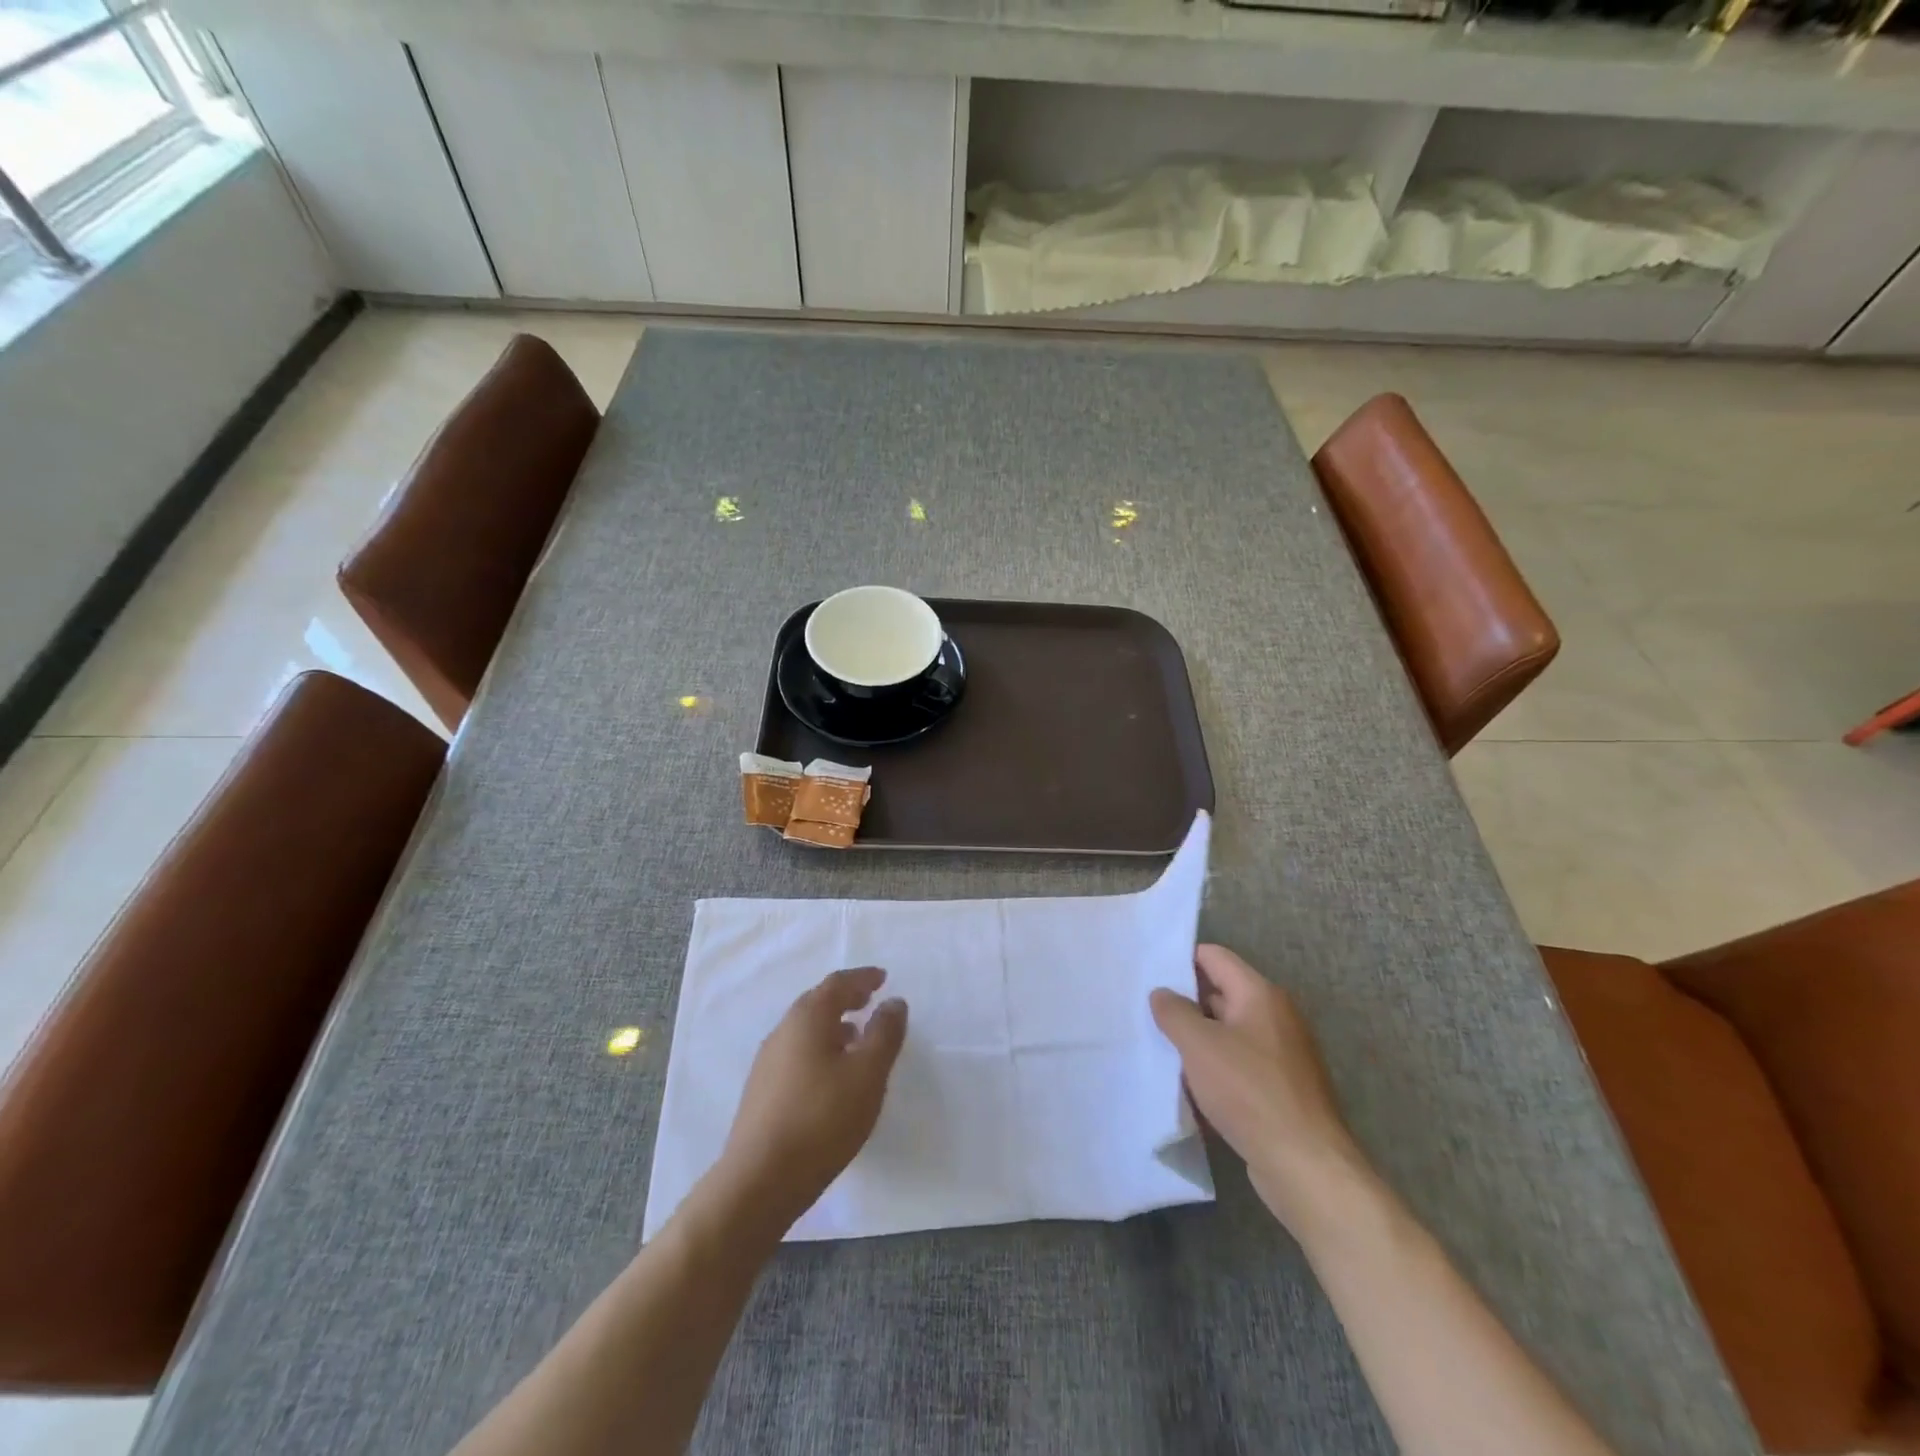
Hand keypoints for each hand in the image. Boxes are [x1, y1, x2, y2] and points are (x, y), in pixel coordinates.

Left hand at [718, 967, 907, 1227]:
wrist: (759, 1181)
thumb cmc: (822, 1119)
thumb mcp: (867, 1074)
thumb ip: (884, 1034)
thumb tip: (893, 1003)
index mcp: (808, 1019)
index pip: (837, 984)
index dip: (862, 978)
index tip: (883, 978)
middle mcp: (783, 1031)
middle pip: (817, 1003)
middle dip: (845, 999)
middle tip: (869, 1001)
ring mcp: (767, 1063)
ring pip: (805, 1031)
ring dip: (832, 1026)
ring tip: (856, 1039)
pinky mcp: (761, 1092)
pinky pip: (797, 1054)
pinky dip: (819, 1050)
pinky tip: (831, 1076)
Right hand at [1150, 944, 1369, 1233]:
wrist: (1305, 1166)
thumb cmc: (1249, 1091)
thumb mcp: (1199, 1045)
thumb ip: (1174, 1012)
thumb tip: (1162, 993)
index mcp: (1260, 995)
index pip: (1215, 957)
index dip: (1181, 960)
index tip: (1149, 973)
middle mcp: (1275, 1017)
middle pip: (1221, 994)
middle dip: (1185, 1003)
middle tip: (1145, 1011)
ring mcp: (1281, 1056)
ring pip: (1227, 1034)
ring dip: (1197, 1040)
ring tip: (1159, 1048)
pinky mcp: (1281, 1090)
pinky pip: (1238, 1066)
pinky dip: (1214, 1070)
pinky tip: (1187, 1087)